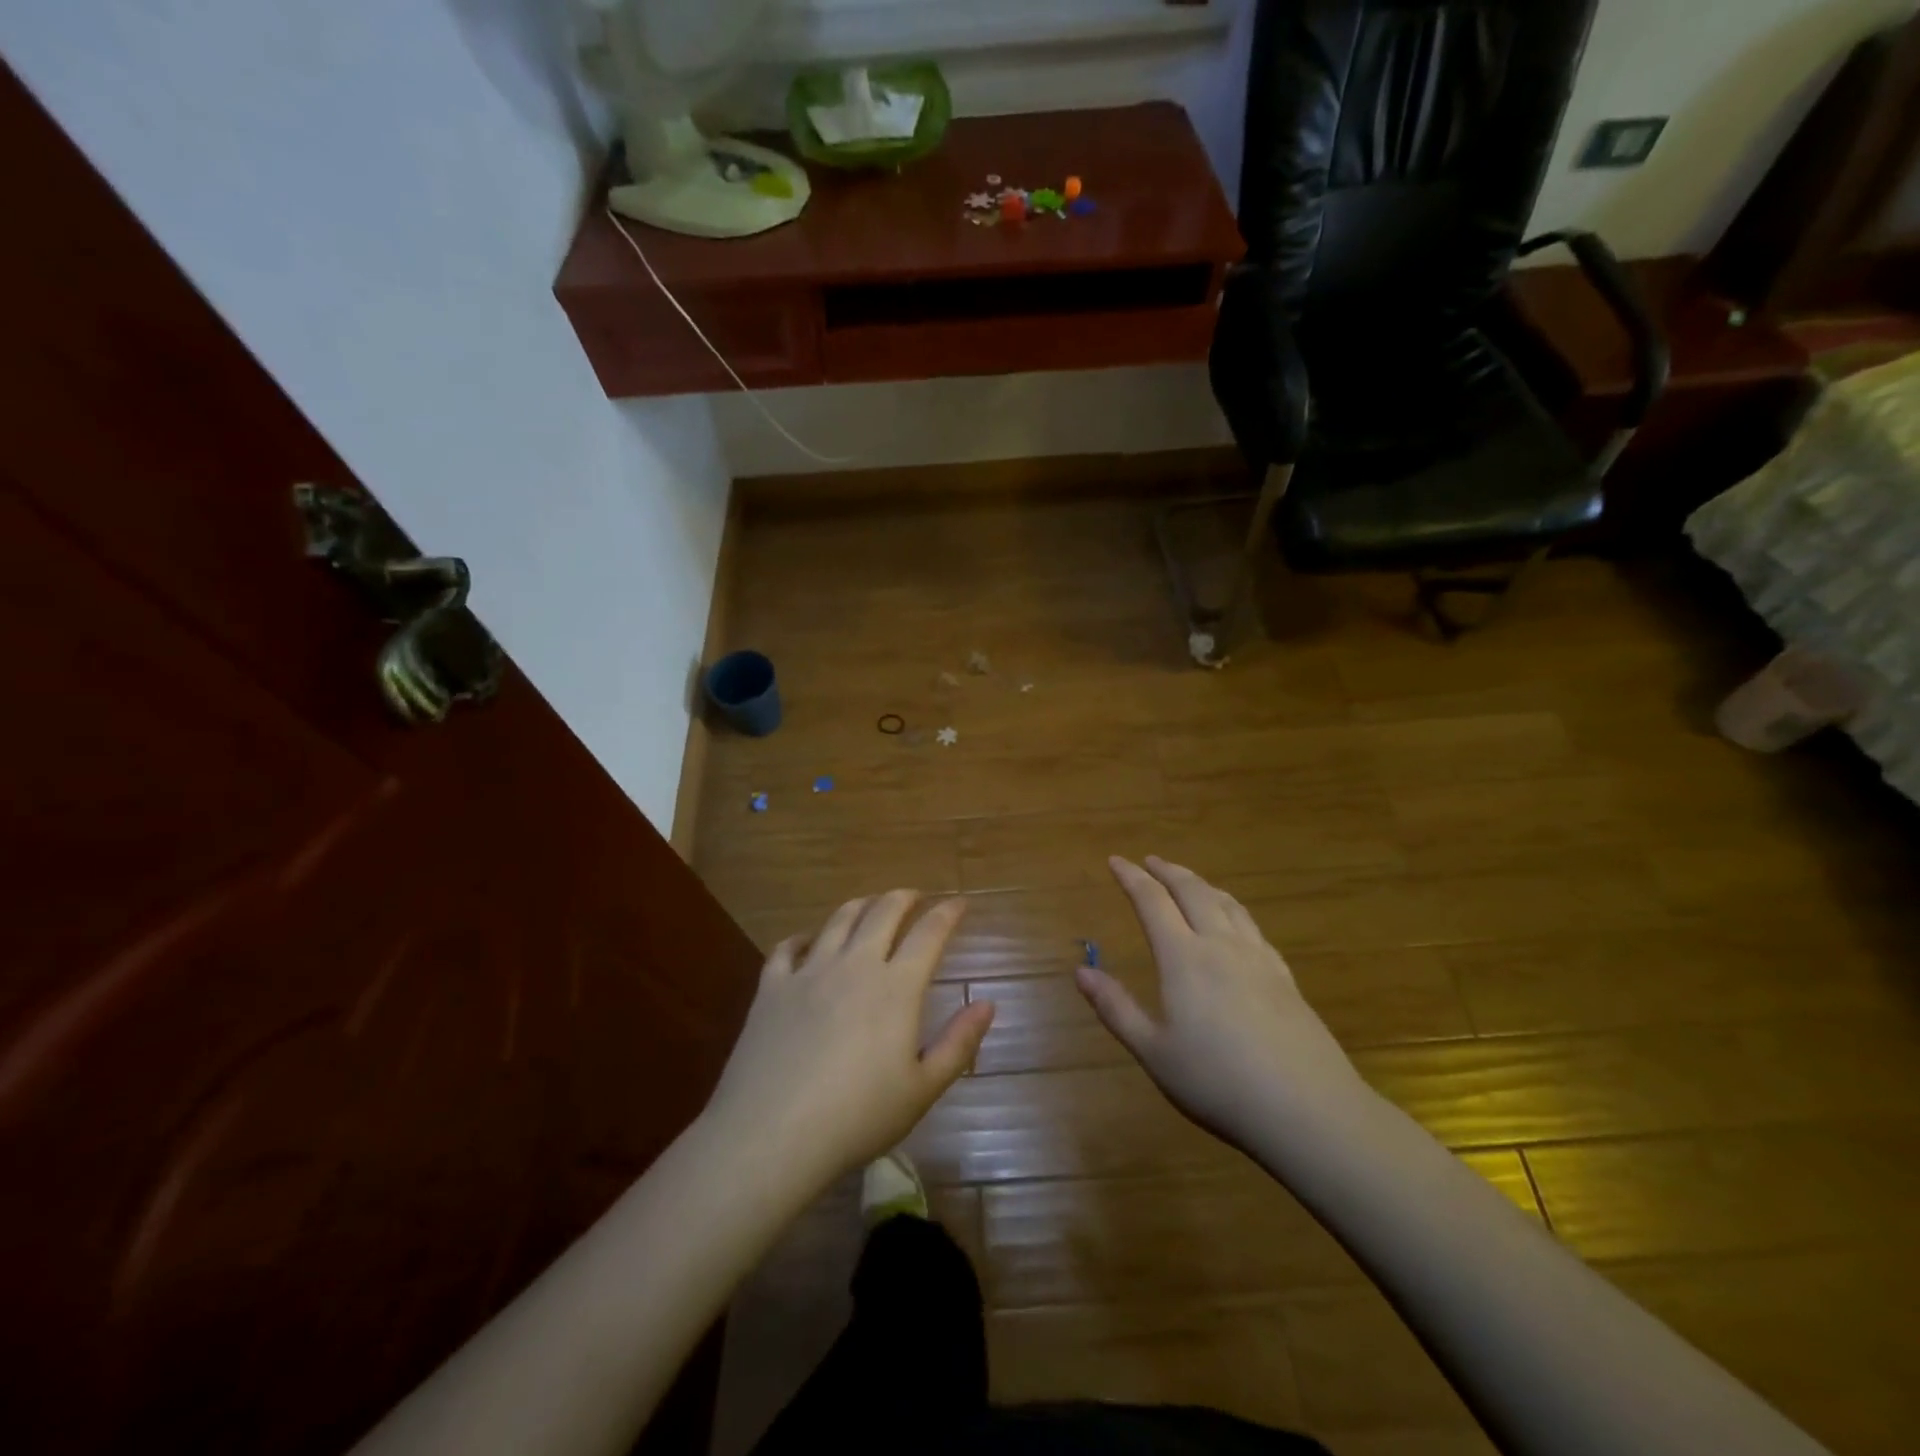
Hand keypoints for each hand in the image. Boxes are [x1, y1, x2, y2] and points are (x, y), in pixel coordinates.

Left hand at [701, 892, 994, 1194]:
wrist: (772, 1135)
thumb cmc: (857, 1118)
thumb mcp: (922, 1089)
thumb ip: (959, 1043)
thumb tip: (988, 1003)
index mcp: (896, 988)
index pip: (929, 933)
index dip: (948, 913)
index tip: (960, 902)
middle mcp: (855, 966)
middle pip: (883, 912)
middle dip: (904, 897)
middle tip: (916, 896)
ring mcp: (809, 972)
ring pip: (839, 920)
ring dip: (861, 905)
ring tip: (871, 905)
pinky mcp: (772, 987)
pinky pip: (787, 947)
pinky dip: (803, 937)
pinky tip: (807, 941)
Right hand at [1076, 856, 1372, 1152]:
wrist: (1307, 1109)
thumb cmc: (1218, 1082)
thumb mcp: (1154, 1052)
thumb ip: (1116, 1008)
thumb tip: (1081, 971)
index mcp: (1183, 958)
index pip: (1152, 901)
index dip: (1131, 877)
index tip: (1115, 860)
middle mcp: (1220, 945)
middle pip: (1193, 891)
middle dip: (1167, 871)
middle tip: (1150, 861)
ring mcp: (1258, 958)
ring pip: (1227, 903)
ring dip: (1201, 884)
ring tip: (1189, 881)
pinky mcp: (1284, 977)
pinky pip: (1252, 926)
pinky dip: (1233, 909)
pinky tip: (1235, 923)